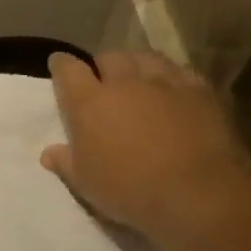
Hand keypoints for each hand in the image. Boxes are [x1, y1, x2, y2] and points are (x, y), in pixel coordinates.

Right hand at [40, 51, 250, 246]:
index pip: (68, 70)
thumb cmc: (130, 190)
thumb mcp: (86, 183)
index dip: (61, 65)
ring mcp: (165, 83)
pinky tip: (173, 89)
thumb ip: (66, 162)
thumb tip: (49, 152)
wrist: (197, 194)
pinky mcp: (200, 90)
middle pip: (109, 57)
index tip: (59, 65)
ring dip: (136, 65)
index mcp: (90, 103)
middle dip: (102, 65)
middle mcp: (125, 83)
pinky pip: (180, 71)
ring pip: (145, 57)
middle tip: (103, 80)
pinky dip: (170, 77)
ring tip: (138, 78)